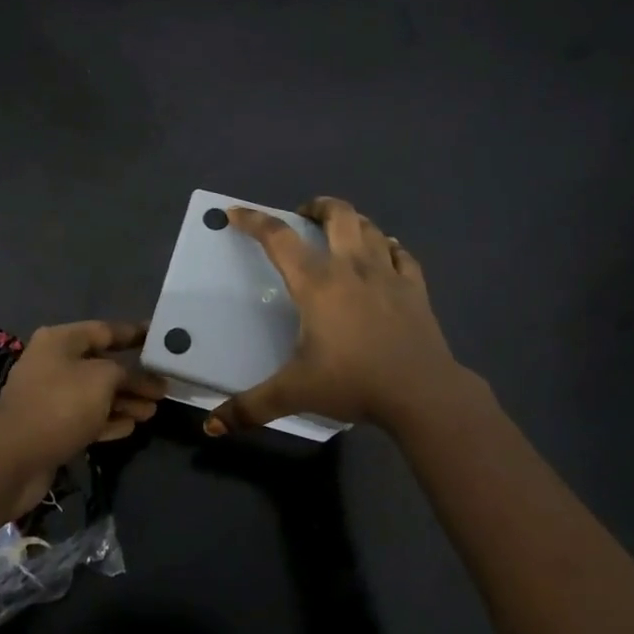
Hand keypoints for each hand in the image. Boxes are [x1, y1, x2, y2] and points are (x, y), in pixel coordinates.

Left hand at [0, 321, 166, 495]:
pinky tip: (131, 426)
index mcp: (60, 341)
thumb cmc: (60, 404)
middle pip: (102, 365)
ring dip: (124, 401)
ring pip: (96, 394)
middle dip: (133, 376)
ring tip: (153, 410)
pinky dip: (108, 420)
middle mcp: (53, 363)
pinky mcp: (51, 427)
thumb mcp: (102, 379)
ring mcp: (50, 397)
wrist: (14, 457)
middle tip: (163, 386)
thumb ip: (128, 373)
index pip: (105, 330)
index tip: (159, 337)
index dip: (134, 334)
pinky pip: (86, 418)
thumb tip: (144, 378)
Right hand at [205, 197, 473, 435]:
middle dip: (318, 206)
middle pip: (338, 214)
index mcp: (317, 283)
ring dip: (353, 222)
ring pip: (371, 228)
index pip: (278, 238)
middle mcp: (351, 267)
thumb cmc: (353, 383)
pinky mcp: (415, 288)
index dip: (253, 221)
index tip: (235, 213)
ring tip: (341, 232)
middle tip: (303, 217)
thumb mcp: (295, 394)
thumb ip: (250, 407)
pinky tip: (385, 254)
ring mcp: (388, 274)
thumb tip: (211, 427)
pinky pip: (401, 254)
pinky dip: (388, 247)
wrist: (422, 393)